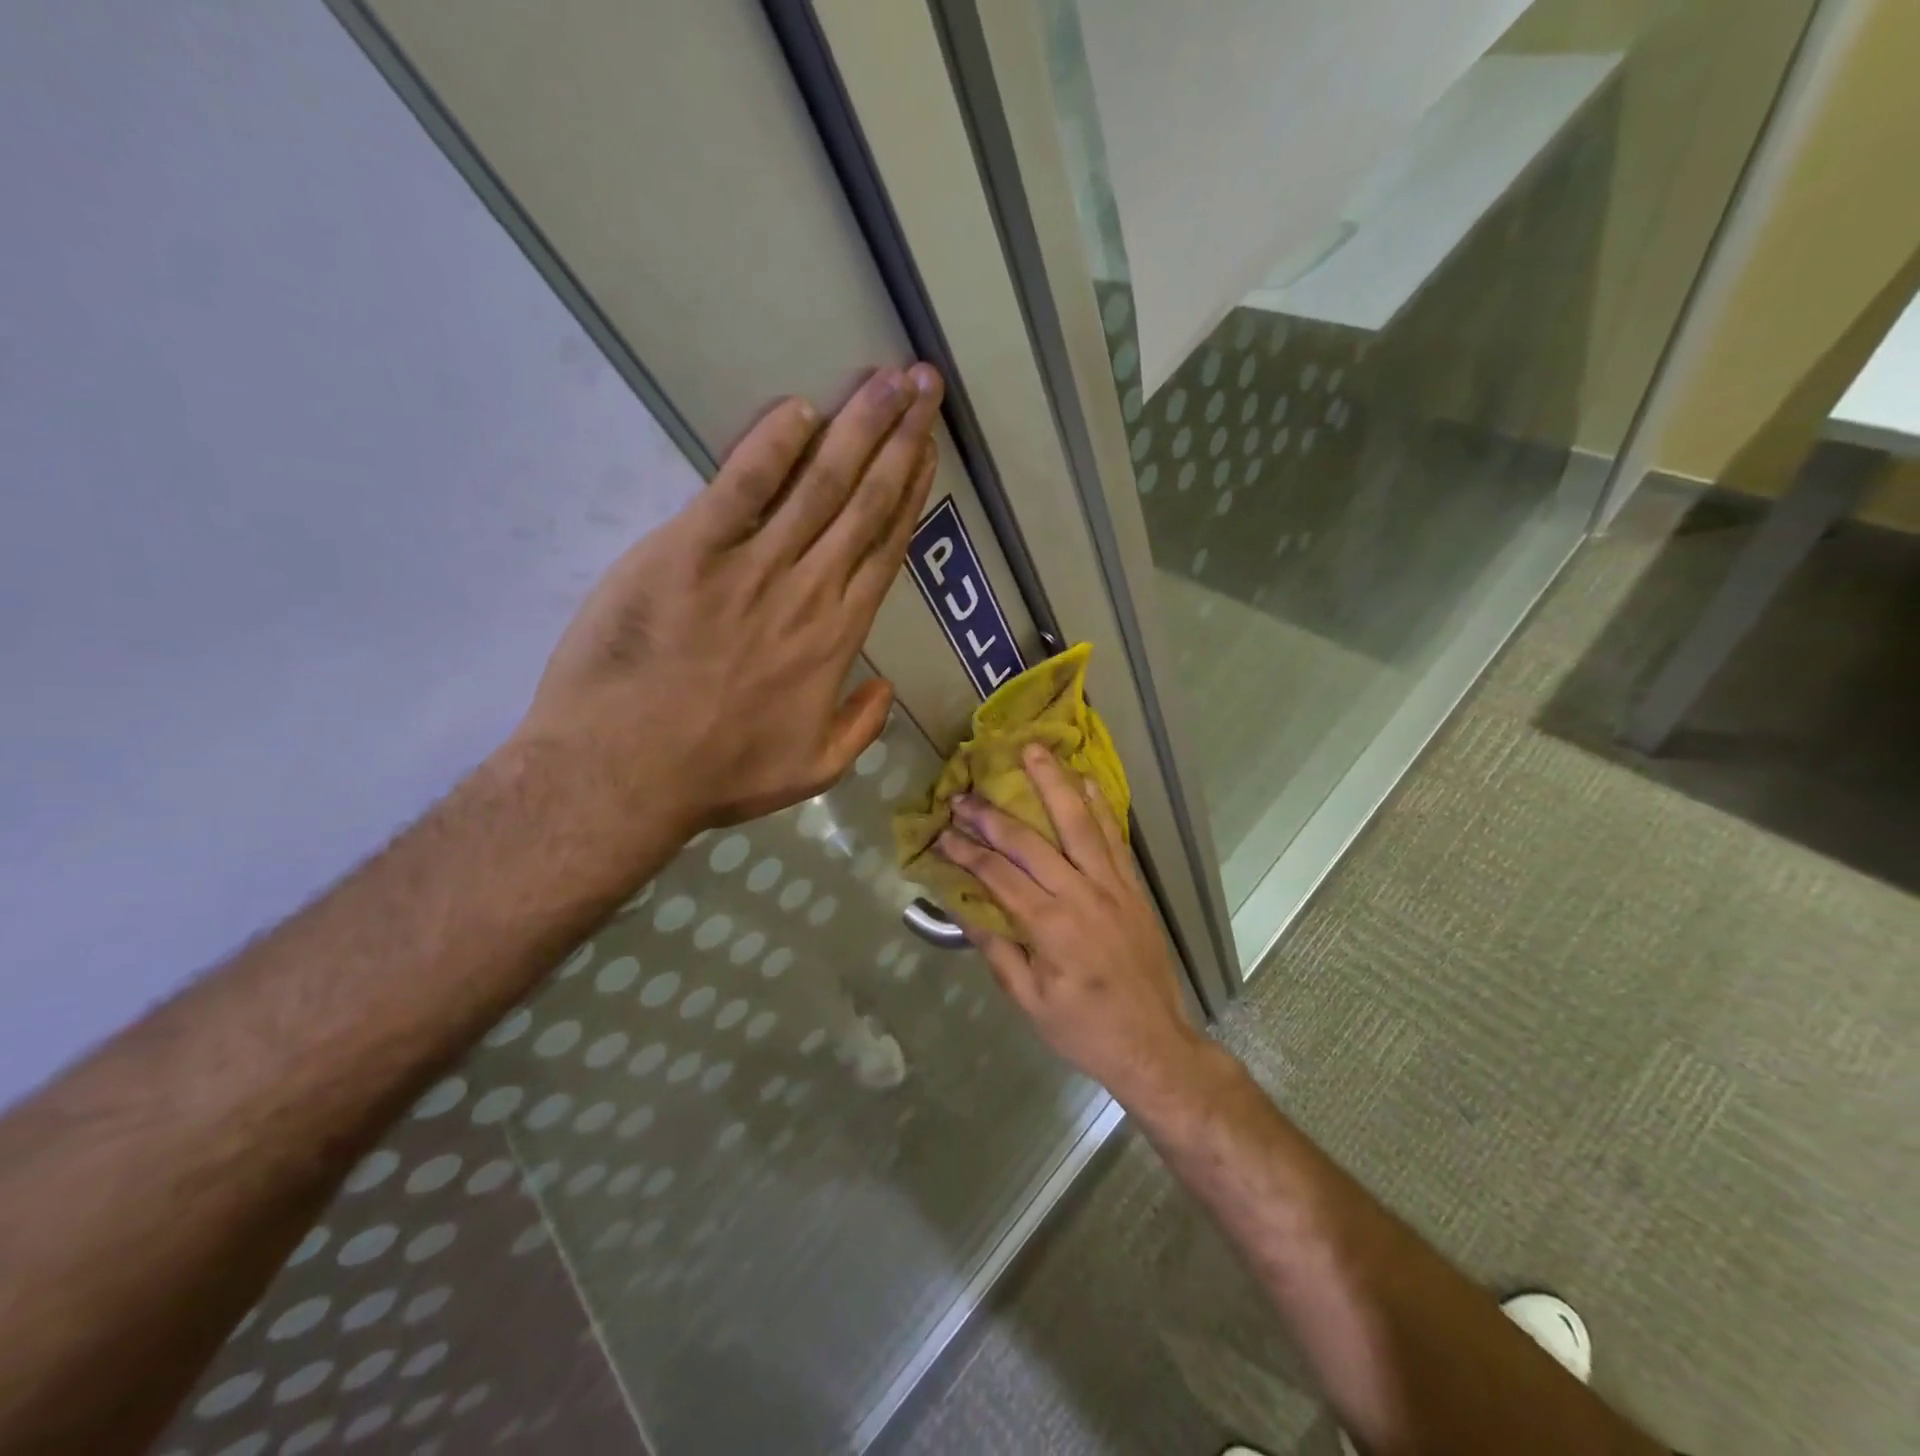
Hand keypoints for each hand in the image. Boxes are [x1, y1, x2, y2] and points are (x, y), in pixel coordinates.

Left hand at [513, 363, 944, 838]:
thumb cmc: (718, 774)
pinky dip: (771, 446)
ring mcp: (750, 567)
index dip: (912, 493)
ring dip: (858, 427)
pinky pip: (741, 487)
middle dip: (900, 439)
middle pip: (865, 503)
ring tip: (888, 379)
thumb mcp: (813, 770)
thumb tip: (885, 685)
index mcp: (837, 639)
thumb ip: (860, 726)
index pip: (886, 549)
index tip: (929, 448)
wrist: (623, 774)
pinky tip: (800, 408)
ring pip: (819, 484)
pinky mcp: (688, 551)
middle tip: (925, 385)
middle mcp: (808, 591)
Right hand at [936, 744, 1208, 1106]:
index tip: (940, 833)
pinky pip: (1114, 837)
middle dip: (992, 815)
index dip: (965, 852)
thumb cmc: (1084, 1029)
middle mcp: (1082, 895)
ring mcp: (1113, 886)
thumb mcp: (1029, 1000)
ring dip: (1055, 784)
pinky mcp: (1132, 886)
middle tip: (964, 793)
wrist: (1154, 1044)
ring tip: (1034, 750)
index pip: (998, 876)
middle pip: (1031, 841)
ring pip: (1080, 823)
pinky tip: (1086, 780)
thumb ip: (997, 949)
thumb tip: (963, 906)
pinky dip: (1100, 805)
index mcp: (1051, 927)